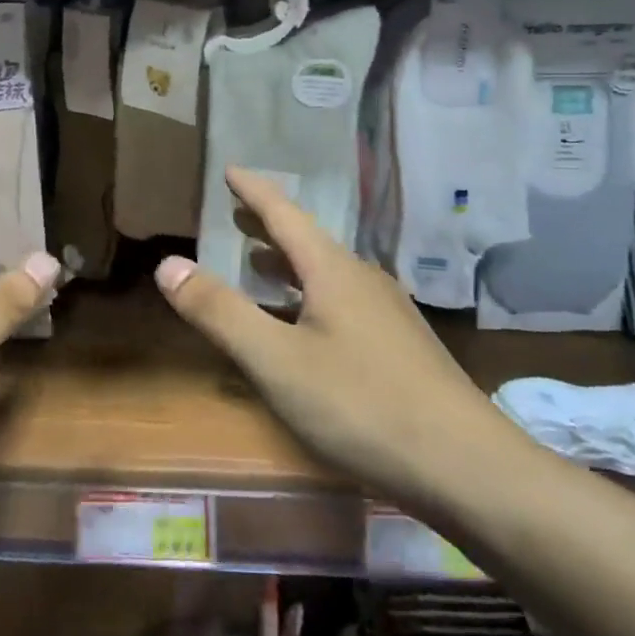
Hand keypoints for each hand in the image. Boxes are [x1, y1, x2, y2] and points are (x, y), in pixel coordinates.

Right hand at [154, 167, 501, 501]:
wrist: (465, 466)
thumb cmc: (361, 404)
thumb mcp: (276, 361)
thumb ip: (220, 312)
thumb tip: (169, 264)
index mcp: (333, 270)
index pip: (284, 214)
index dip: (253, 191)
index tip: (229, 170)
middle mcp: (363, 280)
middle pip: (307, 242)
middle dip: (268, 227)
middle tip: (236, 214)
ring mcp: (388, 314)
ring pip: (326, 275)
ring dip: (288, 265)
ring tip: (259, 266)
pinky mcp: (400, 348)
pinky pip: (342, 304)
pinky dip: (309, 298)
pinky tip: (305, 327)